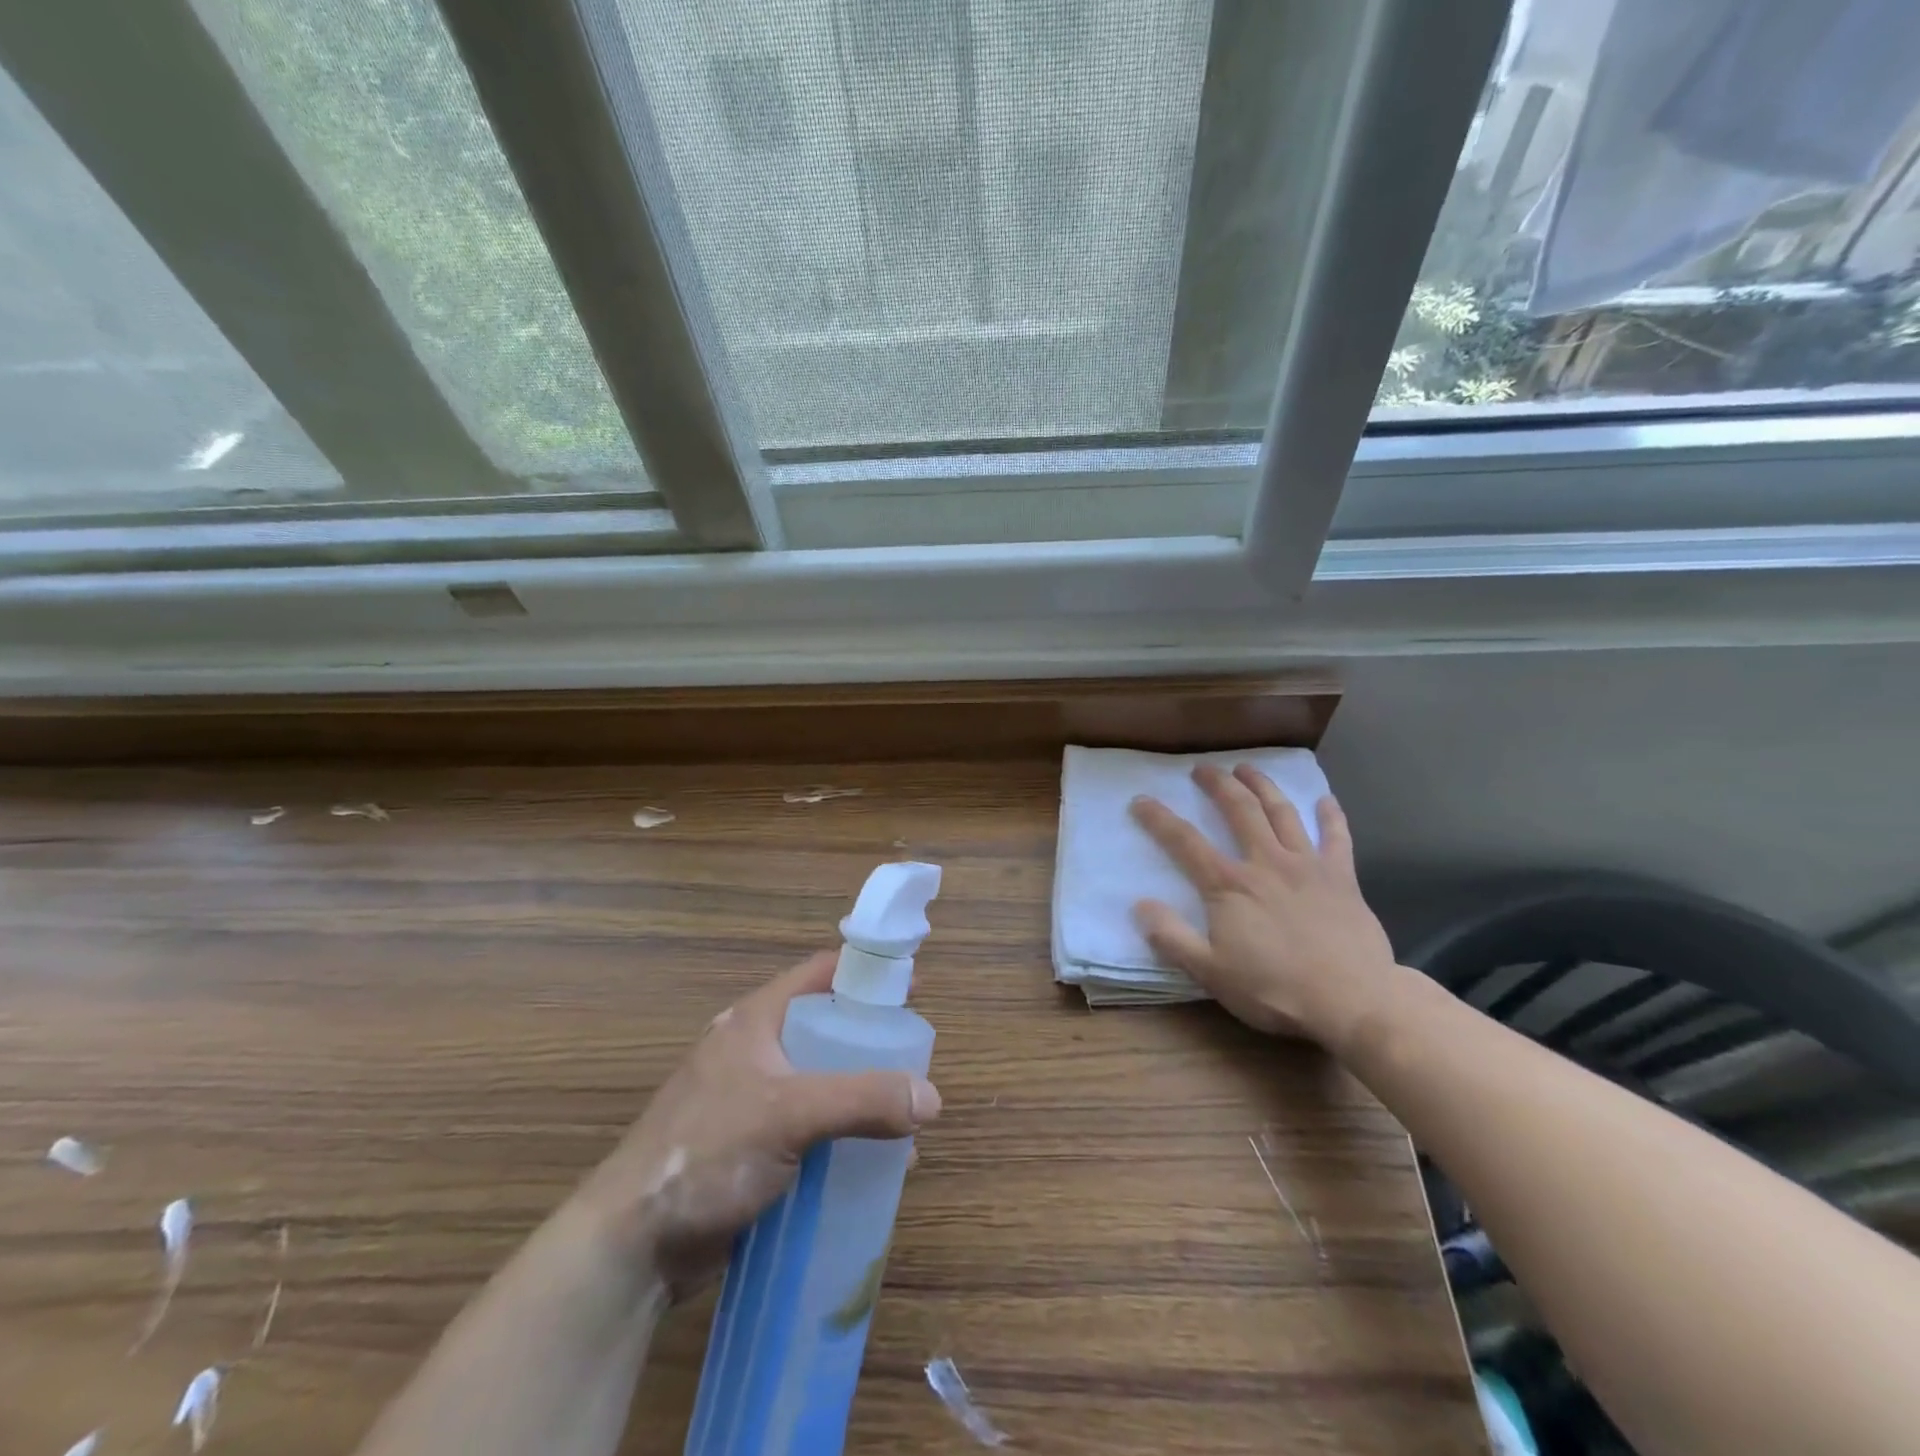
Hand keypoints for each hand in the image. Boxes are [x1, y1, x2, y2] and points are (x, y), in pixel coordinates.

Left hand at [573, 952, 940, 1297]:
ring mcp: (752, 1102)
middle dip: (872, 1042)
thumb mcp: (790, 1114)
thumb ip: (863, 1100)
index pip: (820, 974)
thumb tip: (932, 1098)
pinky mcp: (753, 1148)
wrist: (630, 1247)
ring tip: (905, 1116)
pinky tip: (874, 1163)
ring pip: (823, 1082)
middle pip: (826, 1029)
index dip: (866, 972)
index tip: (912, 988)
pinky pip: (812, 1129)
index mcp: (756, 1021)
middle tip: (915, 1058)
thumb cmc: (707, 1153)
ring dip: (862, 1095)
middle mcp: (756, 1052)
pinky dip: (844, 1136)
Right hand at [1129, 763, 1398, 1052]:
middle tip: (1203, 768)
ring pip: (1282, 812)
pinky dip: (1330, 816)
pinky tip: (1324, 800)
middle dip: (1218, 785)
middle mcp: (1266, 862)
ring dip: (1263, 786)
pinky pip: (1336, 838)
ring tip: (1248, 769)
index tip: (1141, 800)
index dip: (1159, 819)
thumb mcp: (1210, 972)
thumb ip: (1172, 937)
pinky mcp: (1341, 878)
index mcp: (1229, 885)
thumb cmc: (1275, 989)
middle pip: (1239, 811)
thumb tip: (1140, 905)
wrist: (1352, 1001)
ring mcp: (1307, 865)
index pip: (1185, 842)